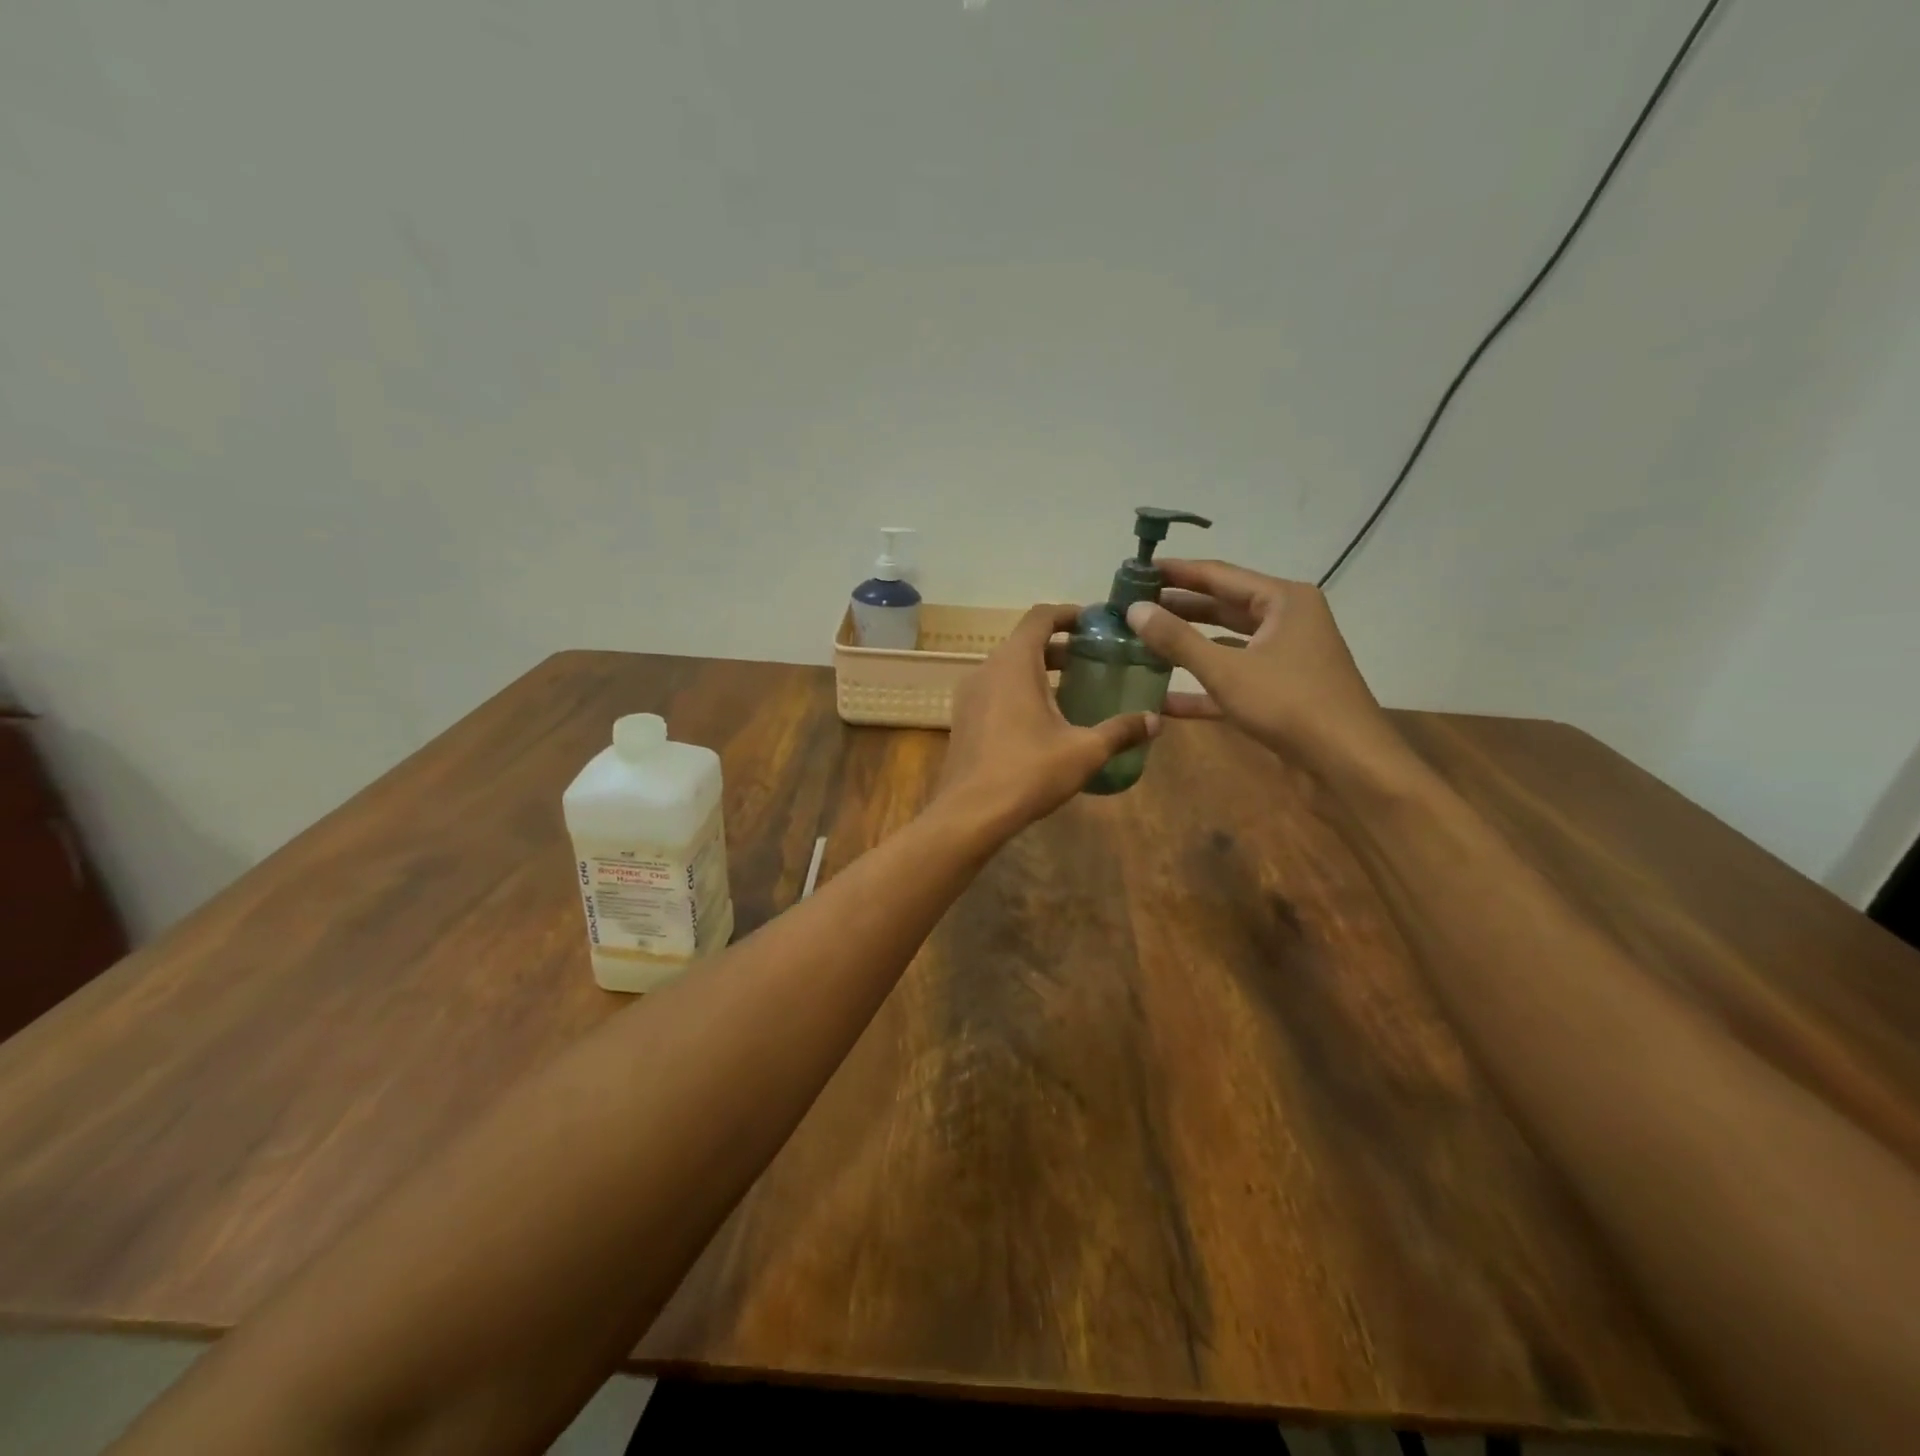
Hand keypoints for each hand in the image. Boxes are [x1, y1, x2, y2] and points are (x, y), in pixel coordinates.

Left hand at [937, 604, 1157, 832]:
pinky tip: (1043, 721)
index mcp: (1014, 663)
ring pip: (1008, 668)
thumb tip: (1155, 721)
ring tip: (1074, 690)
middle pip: (1025, 642)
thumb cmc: (1029, 772)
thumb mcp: (1084, 751)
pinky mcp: (963, 719)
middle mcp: (986, 669)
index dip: (1068, 614)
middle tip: (1094, 661)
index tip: (1094, 623)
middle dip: (1060, 647)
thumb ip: (1120, 731)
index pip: (1040, 617)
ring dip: (1040, 671)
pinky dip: (1020, 691)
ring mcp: (969, 695)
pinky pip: (995, 691)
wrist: (970, 813)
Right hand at [1123, 560, 1398, 775]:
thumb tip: (1134, 610)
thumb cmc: (1289, 704)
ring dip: (1186, 646)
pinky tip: (1162, 698)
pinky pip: (1232, 680)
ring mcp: (1283, 659)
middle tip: (1133, 606)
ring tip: (1141, 642)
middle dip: (1178, 608)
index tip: (1137, 570)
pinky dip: (1201, 687)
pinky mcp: (1277, 693)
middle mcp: (1286, 622)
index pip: (1219, 575)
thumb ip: (1178, 640)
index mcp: (1283, 601)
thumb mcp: (1226, 670)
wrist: (1348, 765)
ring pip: (1225, 644)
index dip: (1176, 572)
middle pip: (1222, 607)